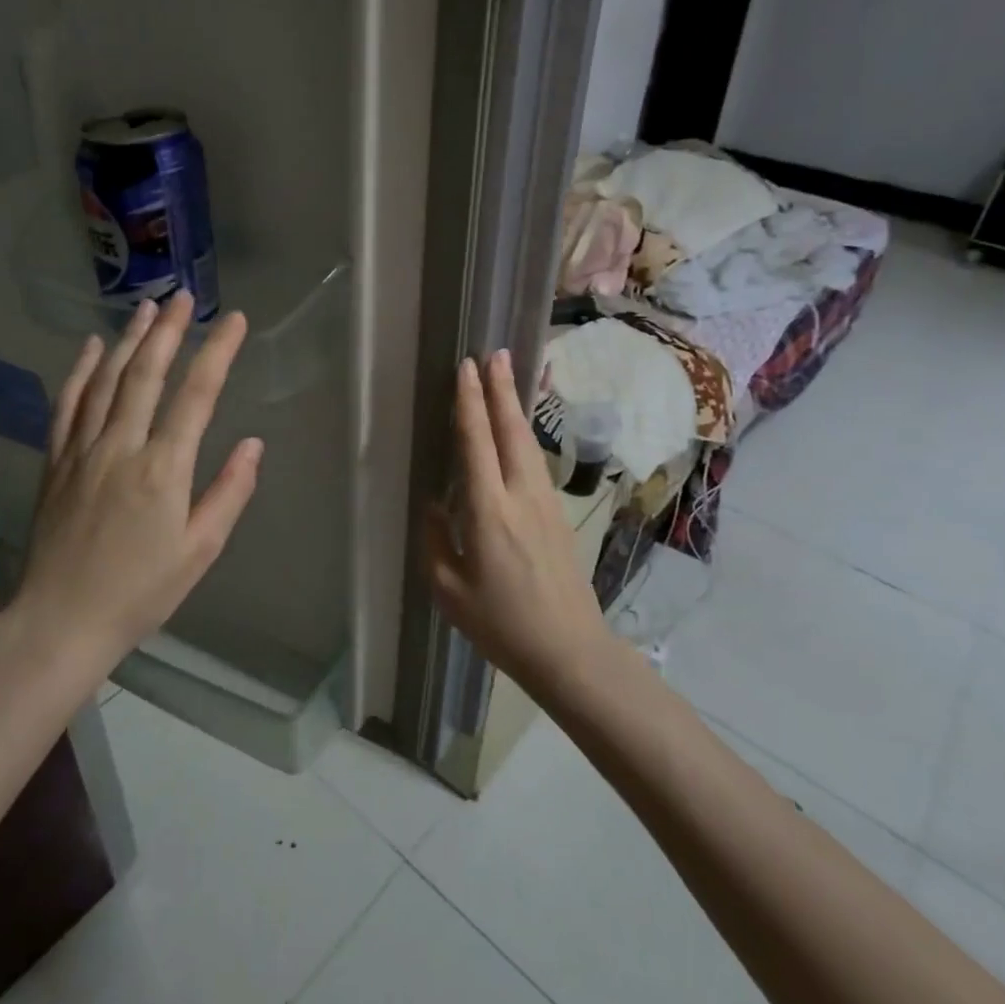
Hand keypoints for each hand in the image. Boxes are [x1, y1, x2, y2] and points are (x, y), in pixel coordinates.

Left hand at [14, 291, 263, 673]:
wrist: (60, 622)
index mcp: (163, 470)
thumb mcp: (199, 552)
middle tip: (185, 296)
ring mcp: (82, 451)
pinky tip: (89, 346)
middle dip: (169, 331)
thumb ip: (229, 493)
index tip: (234, 321)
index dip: (217, 352)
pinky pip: (67, 404)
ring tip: (147, 308)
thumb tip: (254, 443)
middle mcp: (121, 447)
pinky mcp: (56, 461)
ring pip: (106, 380)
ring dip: (128, 339)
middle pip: (146, 374)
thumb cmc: (140, 592)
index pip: (196, 396)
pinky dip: (79, 371)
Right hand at [426, 351, 612, 701]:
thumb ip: (436, 538)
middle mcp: (521, 496)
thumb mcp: (449, 588)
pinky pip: (535, 462)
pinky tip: (517, 431)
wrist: (570, 650)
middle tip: (494, 353)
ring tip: (506, 378)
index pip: (477, 443)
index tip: (466, 368)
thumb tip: (434, 501)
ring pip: (527, 443)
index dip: (470, 403)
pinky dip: (523, 435)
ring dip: (514, 407)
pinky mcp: (557, 515)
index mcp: (488, 512)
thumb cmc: (501, 624)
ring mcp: (545, 503)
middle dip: (500, 389)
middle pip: (511, 431)